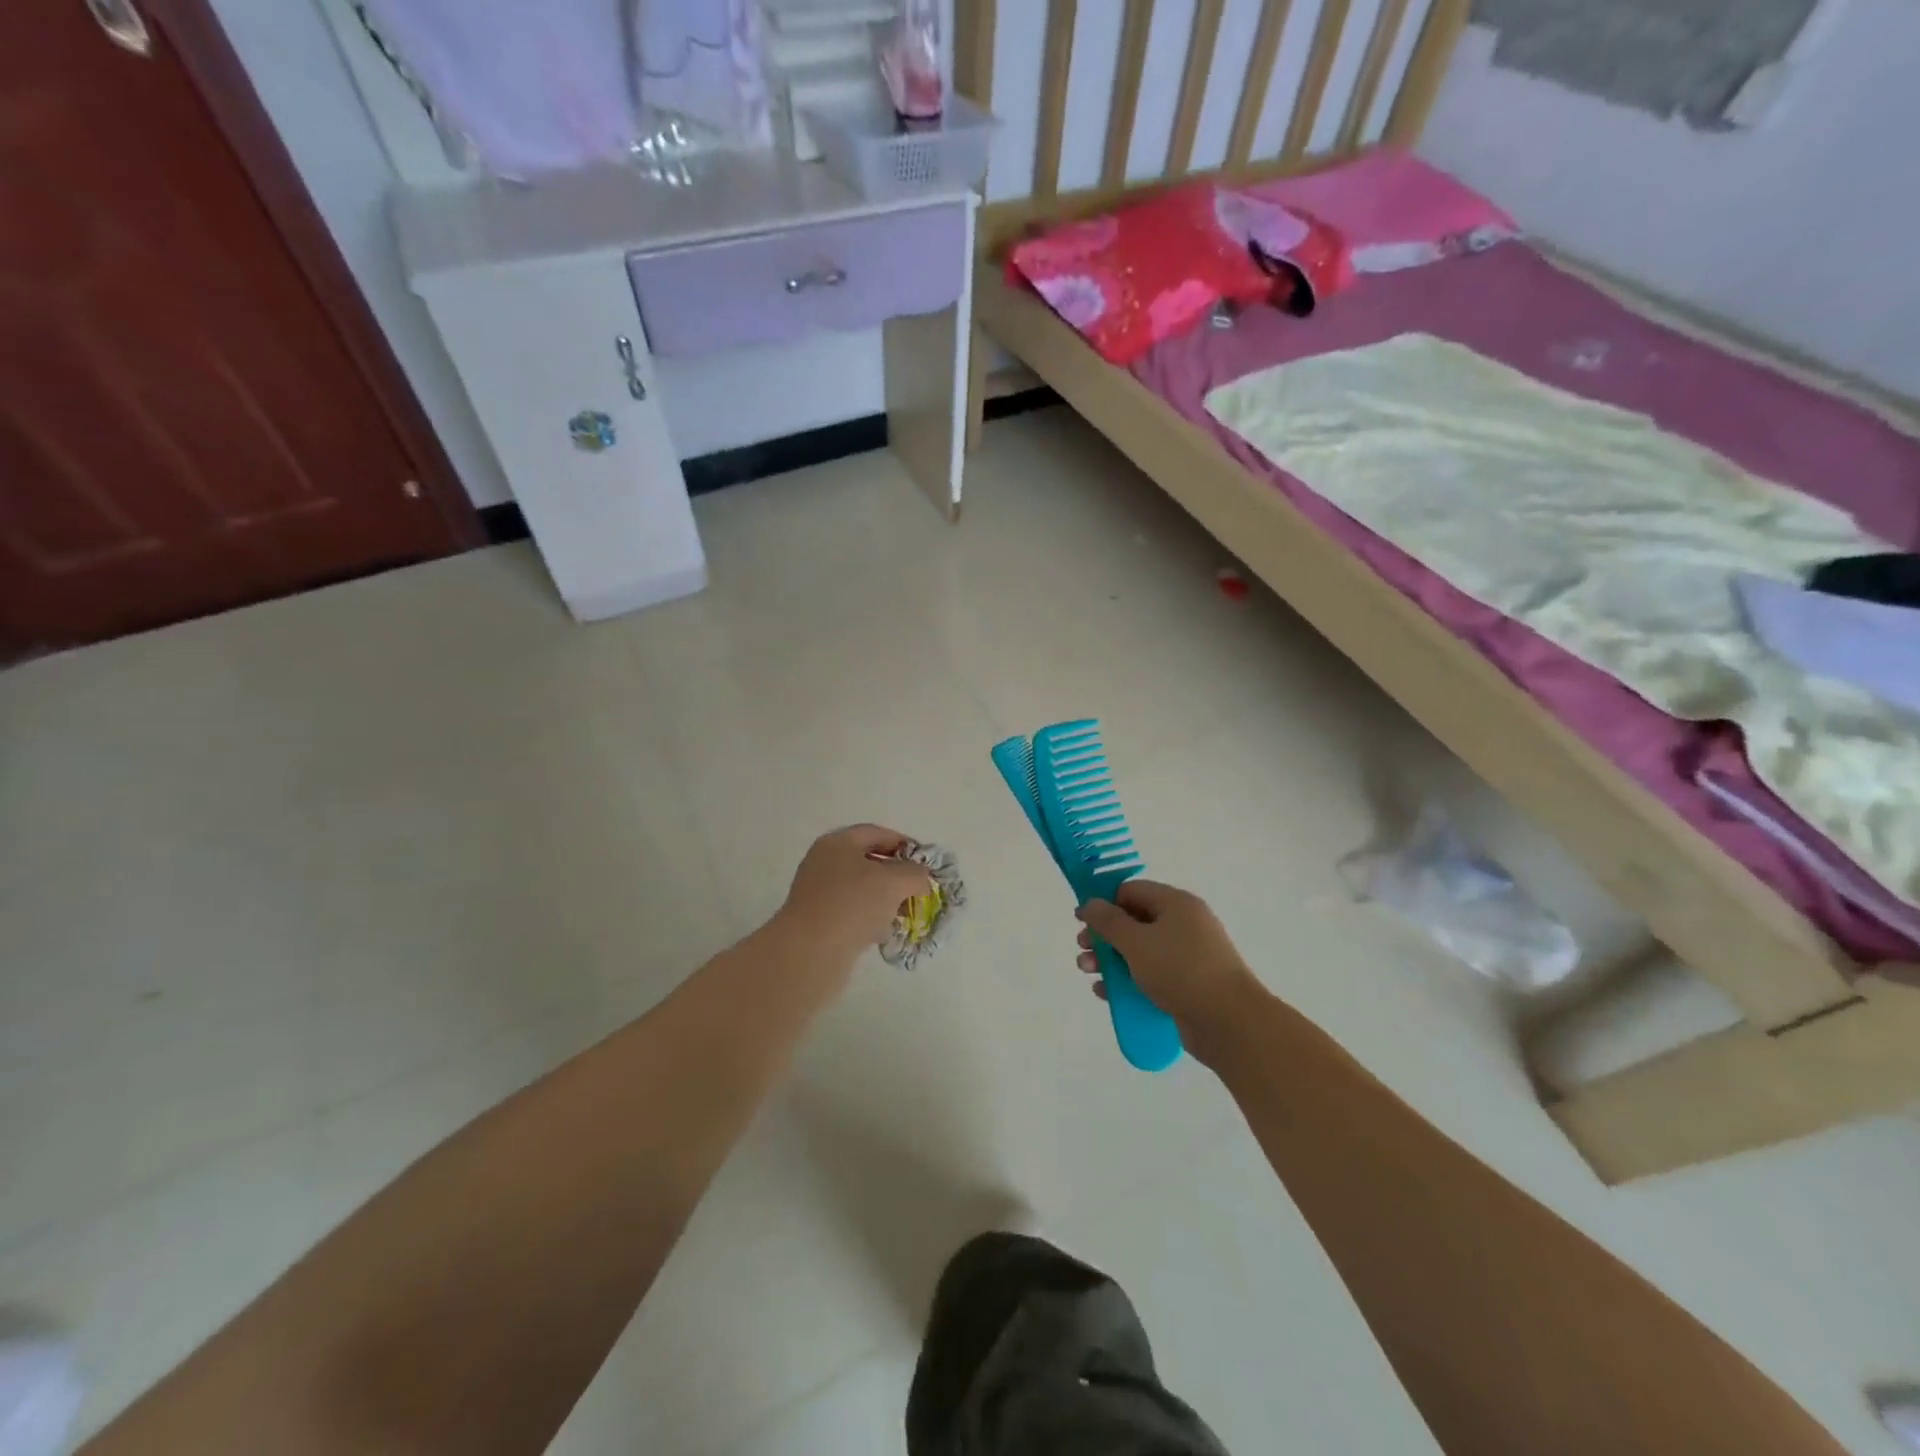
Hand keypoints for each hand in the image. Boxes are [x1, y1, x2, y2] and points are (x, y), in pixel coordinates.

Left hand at [772, 824, 932, 972]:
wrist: (809, 953)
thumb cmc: (852, 904)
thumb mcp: (894, 882)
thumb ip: (915, 873)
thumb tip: (921, 877)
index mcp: (838, 843)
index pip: (876, 833)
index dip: (904, 843)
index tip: (925, 862)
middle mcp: (825, 863)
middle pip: (868, 861)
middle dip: (896, 874)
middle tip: (918, 889)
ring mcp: (819, 893)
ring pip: (861, 889)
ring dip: (885, 899)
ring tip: (905, 913)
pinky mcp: (818, 921)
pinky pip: (851, 913)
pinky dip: (870, 919)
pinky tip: (884, 933)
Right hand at [1076, 881, 1264, 1061]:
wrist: (1229, 1022)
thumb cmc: (1180, 969)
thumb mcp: (1136, 941)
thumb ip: (1108, 921)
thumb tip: (1089, 903)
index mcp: (1176, 903)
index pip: (1132, 891)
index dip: (1105, 903)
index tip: (1083, 922)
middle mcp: (1184, 924)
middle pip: (1134, 922)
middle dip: (1104, 936)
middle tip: (1083, 950)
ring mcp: (1188, 956)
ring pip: (1140, 951)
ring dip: (1111, 960)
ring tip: (1089, 974)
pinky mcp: (1188, 985)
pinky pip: (1152, 976)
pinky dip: (1128, 981)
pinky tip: (1107, 994)